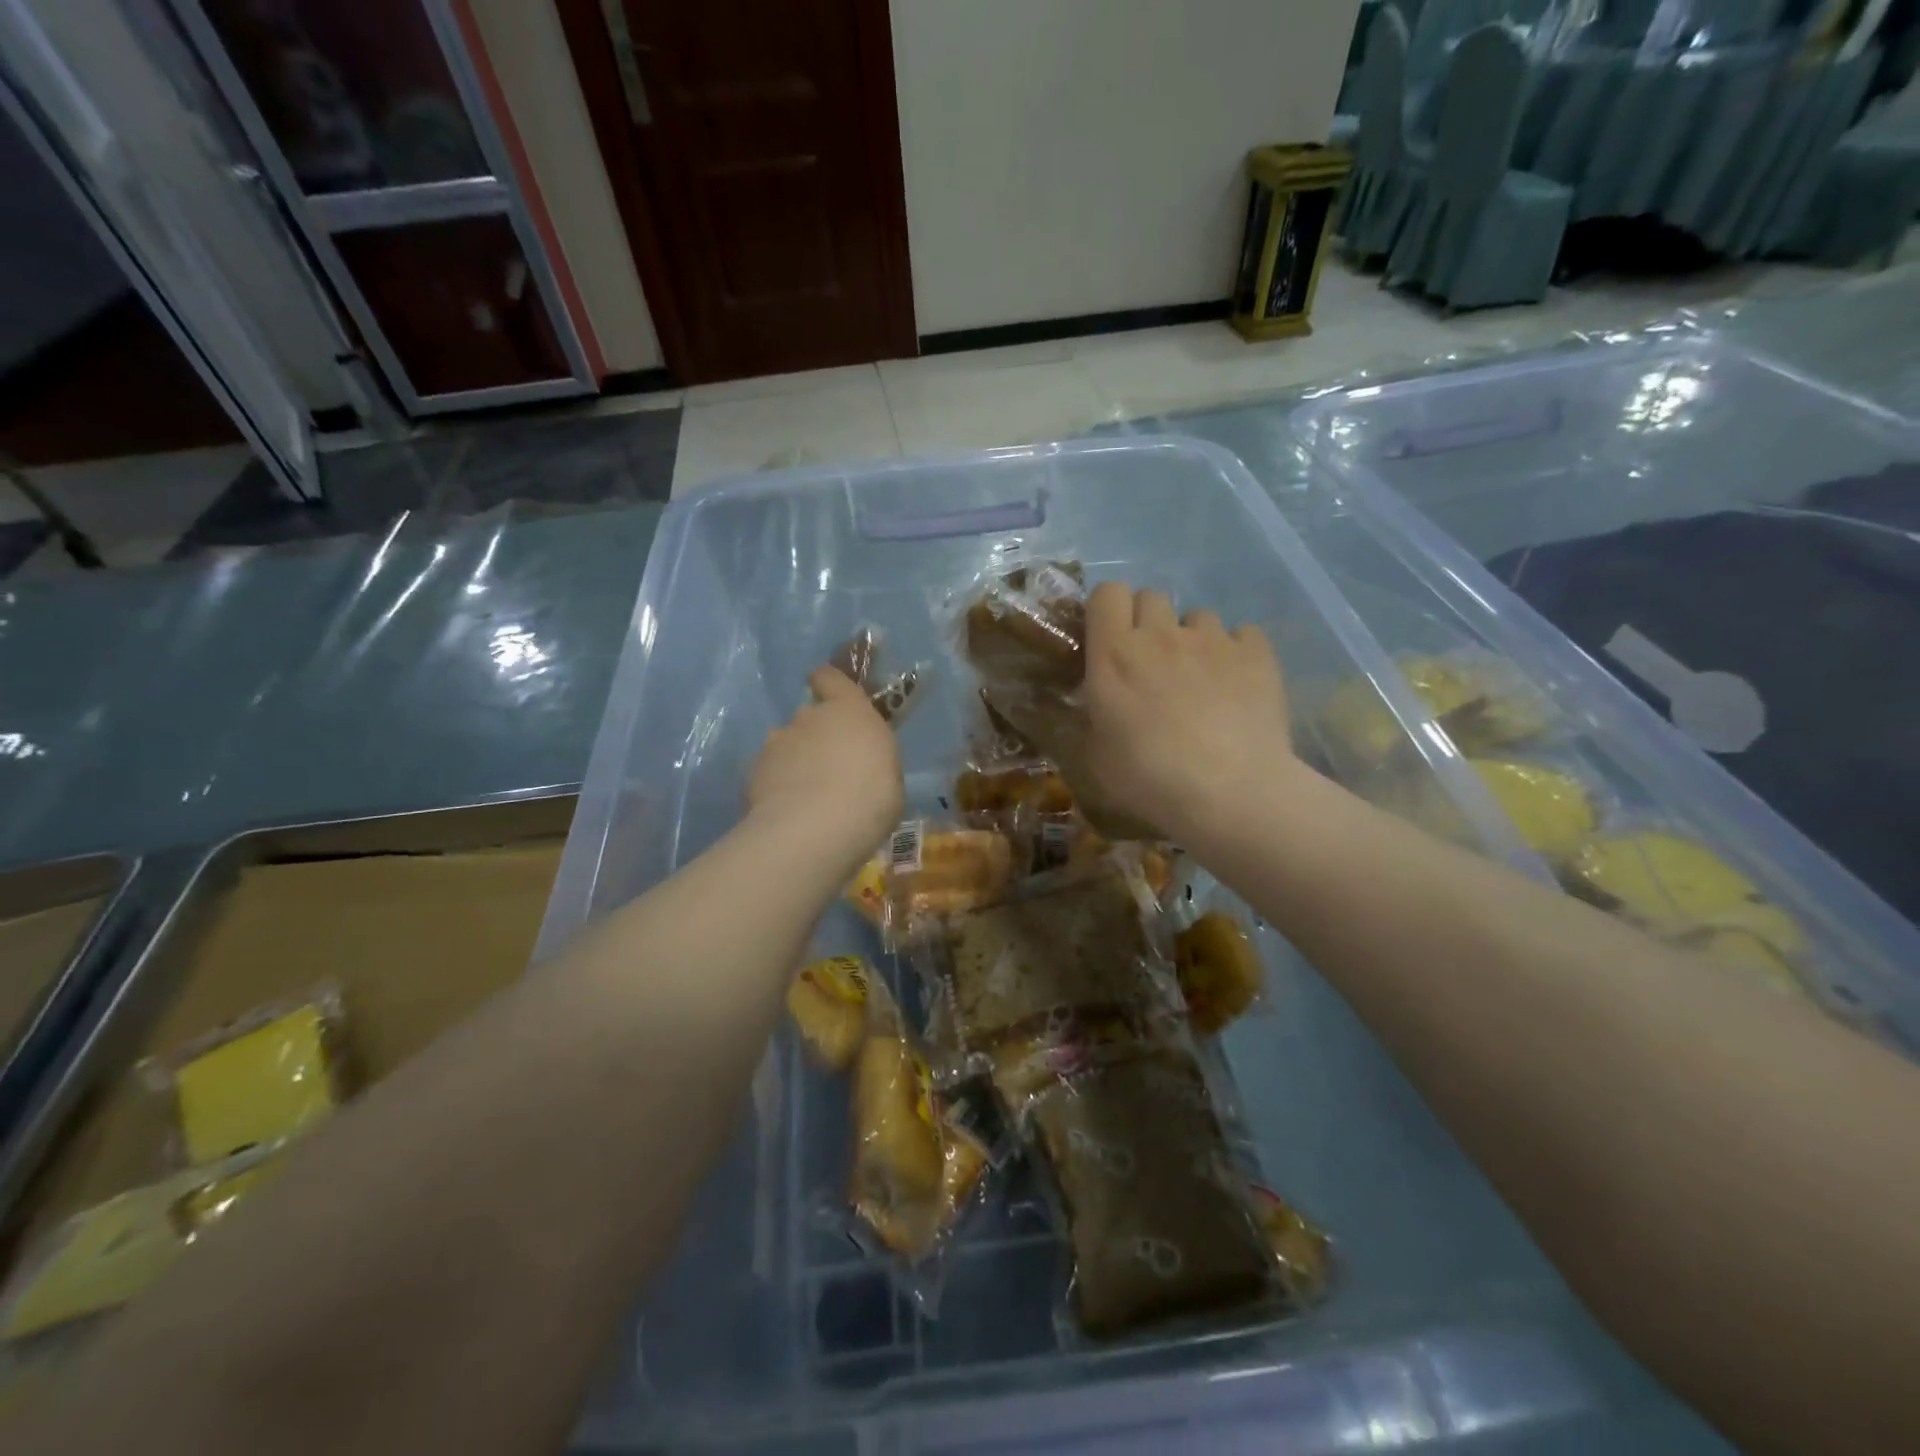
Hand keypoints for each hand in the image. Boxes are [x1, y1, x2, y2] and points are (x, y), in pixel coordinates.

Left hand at [748, 666, 903, 862]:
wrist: (816, 829)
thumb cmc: (871, 797)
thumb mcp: (890, 775)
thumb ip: (869, 759)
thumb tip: (858, 764)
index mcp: (848, 710)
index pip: (830, 677)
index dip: (828, 684)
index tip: (830, 695)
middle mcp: (808, 717)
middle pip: (808, 717)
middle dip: (816, 736)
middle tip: (830, 768)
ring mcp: (776, 743)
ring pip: (785, 746)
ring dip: (794, 762)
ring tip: (806, 796)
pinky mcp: (752, 772)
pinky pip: (768, 773)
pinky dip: (776, 787)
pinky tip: (788, 813)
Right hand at [1080, 584, 1299, 843]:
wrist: (1229, 793)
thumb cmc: (1148, 778)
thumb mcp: (1094, 757)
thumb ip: (1089, 718)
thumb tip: (1092, 705)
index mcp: (1114, 653)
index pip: (1106, 592)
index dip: (1106, 610)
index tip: (1108, 638)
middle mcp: (1161, 634)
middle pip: (1151, 596)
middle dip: (1147, 621)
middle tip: (1150, 662)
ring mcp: (1213, 640)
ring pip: (1198, 616)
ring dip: (1192, 638)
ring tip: (1199, 678)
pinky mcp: (1257, 654)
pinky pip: (1243, 634)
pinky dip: (1237, 652)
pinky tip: (1237, 683)